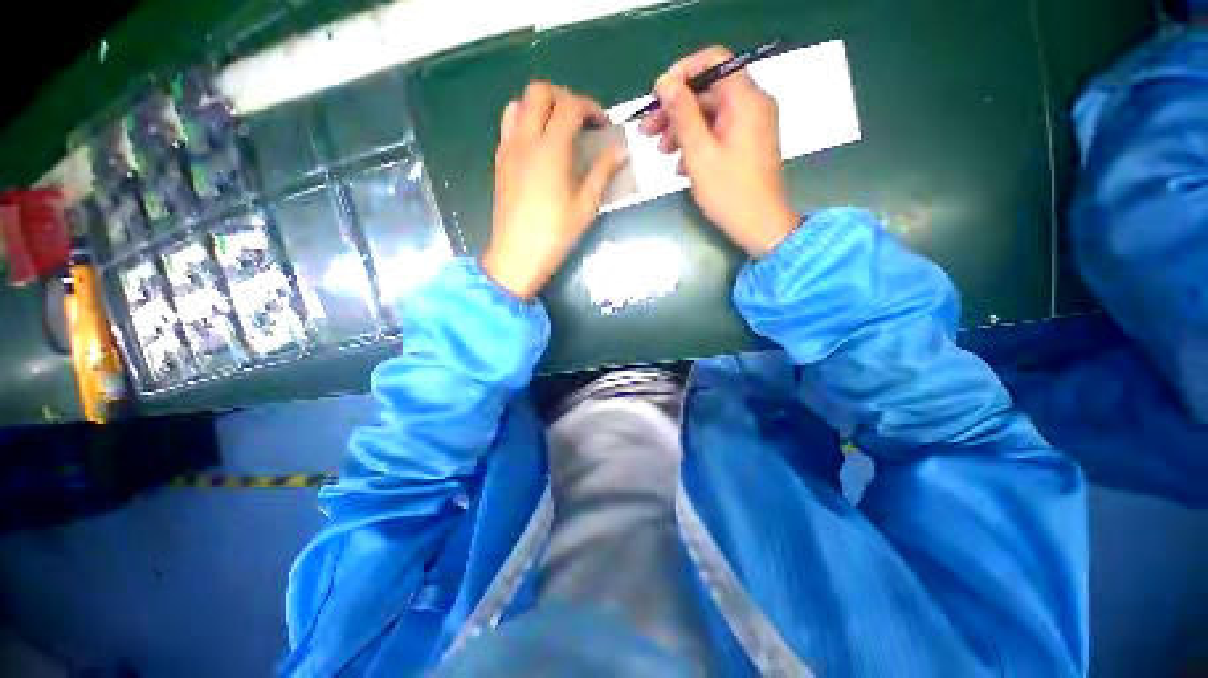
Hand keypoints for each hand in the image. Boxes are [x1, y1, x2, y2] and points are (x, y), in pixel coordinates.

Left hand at [482, 82, 624, 299]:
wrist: (517, 255)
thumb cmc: (556, 234)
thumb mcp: (586, 206)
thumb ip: (603, 173)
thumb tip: (619, 151)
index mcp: (551, 149)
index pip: (570, 106)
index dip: (591, 107)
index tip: (603, 124)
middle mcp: (525, 139)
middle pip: (539, 92)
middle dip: (564, 97)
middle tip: (580, 120)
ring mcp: (508, 149)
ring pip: (518, 104)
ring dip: (540, 106)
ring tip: (557, 129)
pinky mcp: (499, 162)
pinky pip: (508, 126)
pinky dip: (525, 122)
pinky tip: (539, 147)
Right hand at [640, 46, 798, 256]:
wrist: (760, 226)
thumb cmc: (730, 192)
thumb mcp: (700, 153)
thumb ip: (682, 114)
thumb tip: (665, 82)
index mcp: (745, 99)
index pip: (712, 61)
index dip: (681, 74)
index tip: (657, 96)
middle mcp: (752, 105)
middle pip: (707, 92)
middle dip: (675, 109)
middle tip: (647, 130)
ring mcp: (751, 126)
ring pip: (710, 115)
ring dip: (682, 130)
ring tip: (661, 152)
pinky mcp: (746, 145)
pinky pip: (718, 134)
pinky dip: (697, 144)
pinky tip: (680, 167)